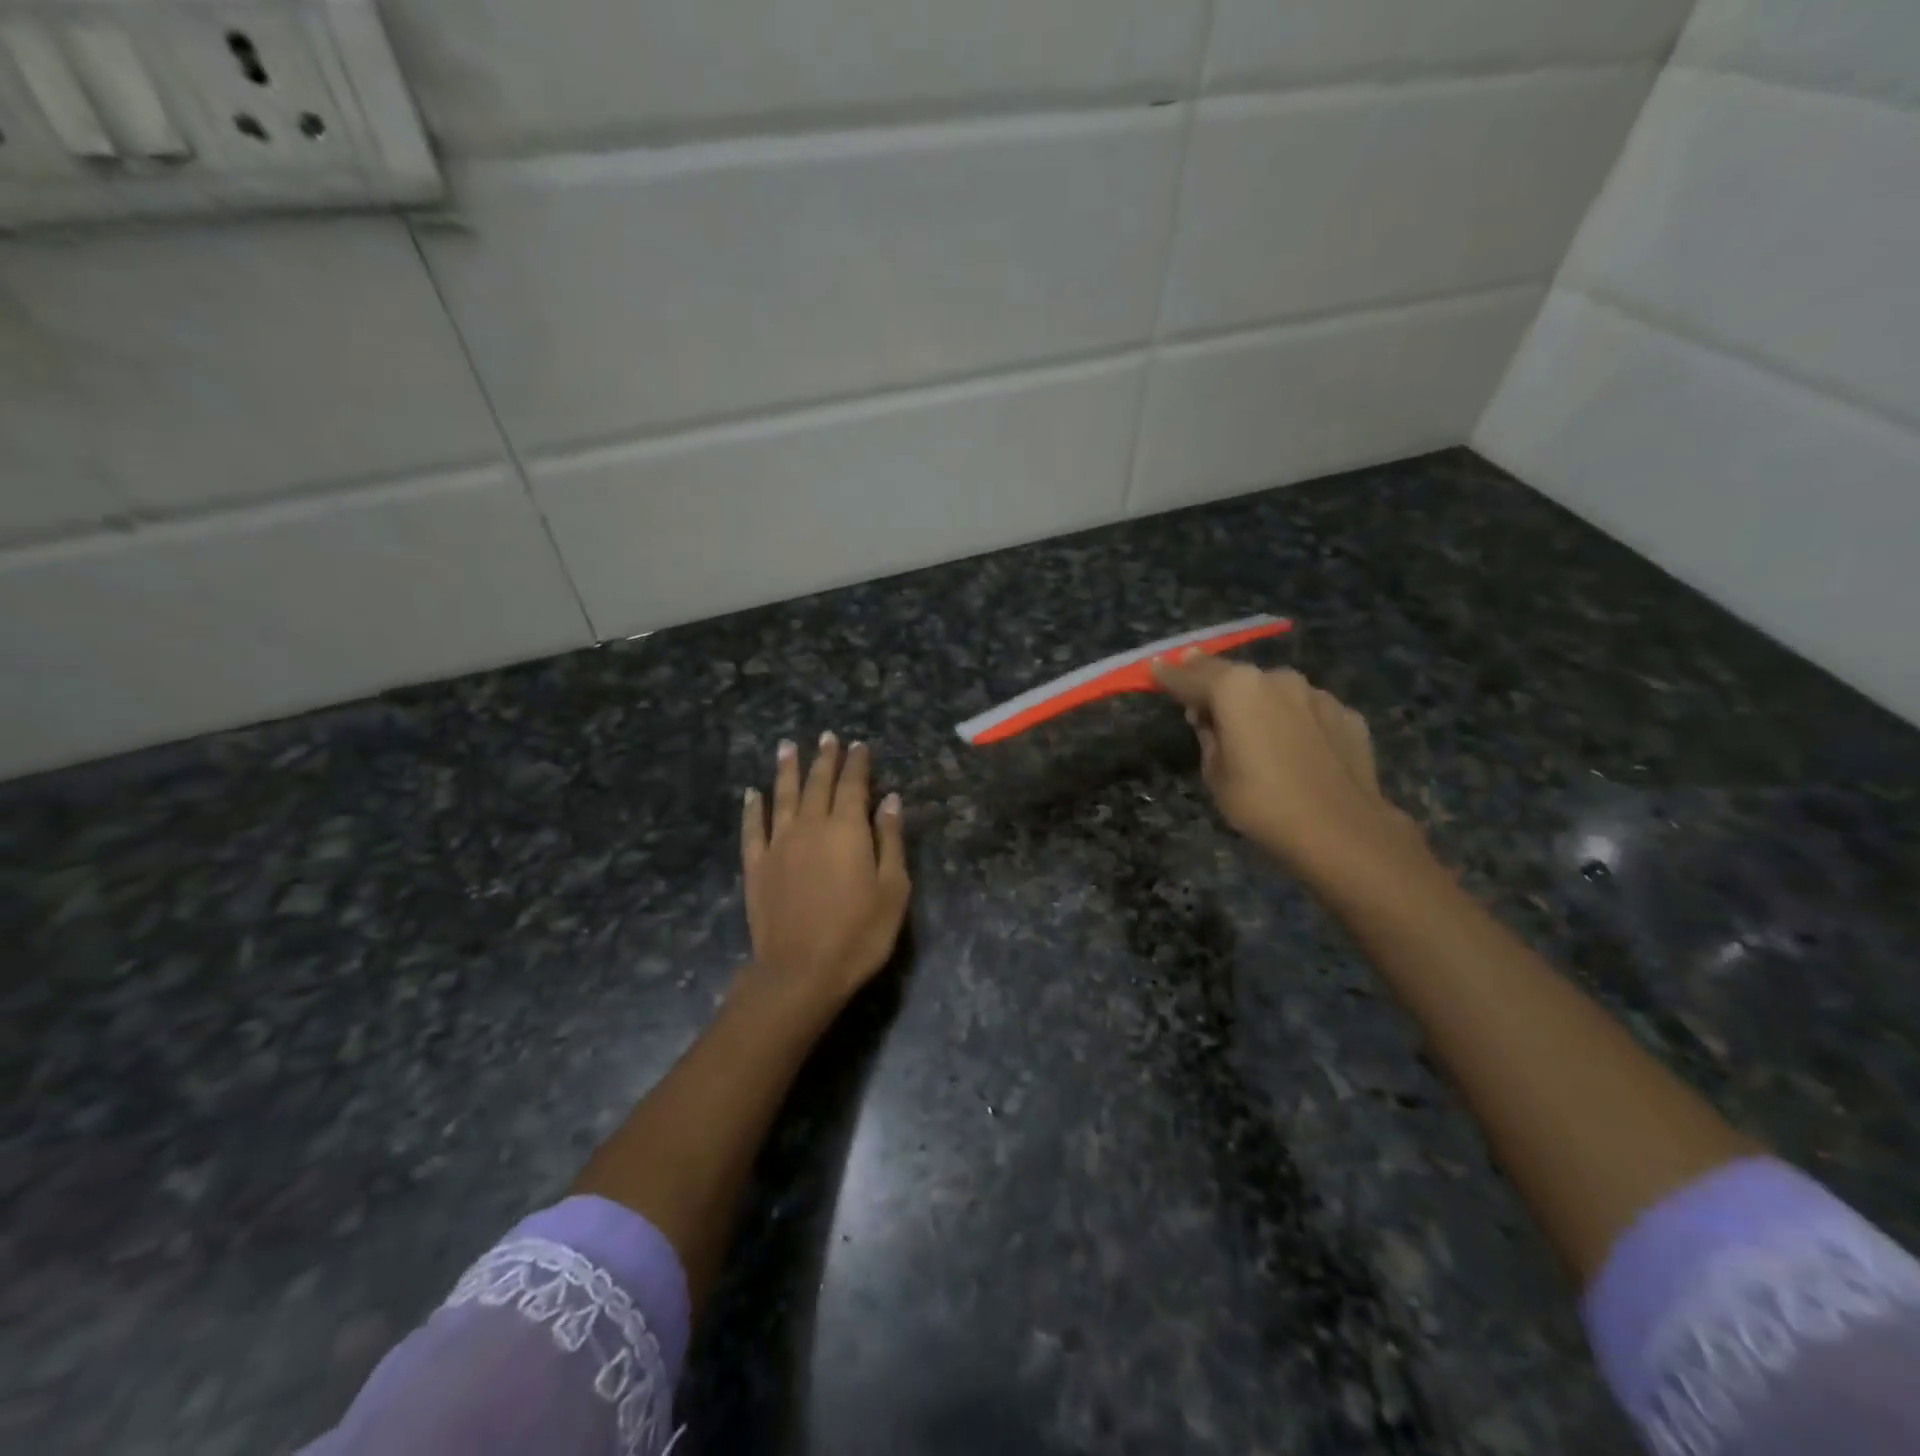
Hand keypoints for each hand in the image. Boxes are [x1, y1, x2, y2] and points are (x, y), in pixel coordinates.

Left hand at [738, 733, 910, 1009]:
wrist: (801, 971)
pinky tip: (753, 793)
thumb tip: (890, 800)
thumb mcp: (893, 889)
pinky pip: (753, 827)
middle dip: (824, 758)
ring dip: (786, 769)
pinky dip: (753, 807)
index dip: (856, 763)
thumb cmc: (859, 933)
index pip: (853, 785)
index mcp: (847, 829)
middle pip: (817, 783)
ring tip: (788, 746)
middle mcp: (811, 826)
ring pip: (782, 796)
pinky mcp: (756, 865)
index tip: (858, 745)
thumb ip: (890, 840)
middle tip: (826, 737)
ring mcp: (779, 844)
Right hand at [1152, 655, 1421, 886]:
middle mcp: (1276, 679)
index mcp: (1236, 689)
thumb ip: (1208, 735)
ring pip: (1274, 690)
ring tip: (1250, 727)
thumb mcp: (1215, 774)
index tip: (1154, 668)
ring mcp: (1316, 694)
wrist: (1342, 831)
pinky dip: (1293, 720)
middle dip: (1212, 681)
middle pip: (1234, 674)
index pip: (1190, 676)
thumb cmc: (1262, 804)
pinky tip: (1293, 747)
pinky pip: (1306, 710)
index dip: (1169, 675)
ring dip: (1257, 701)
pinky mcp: (1346, 714)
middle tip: (1196, 690)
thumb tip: (1208, 717)